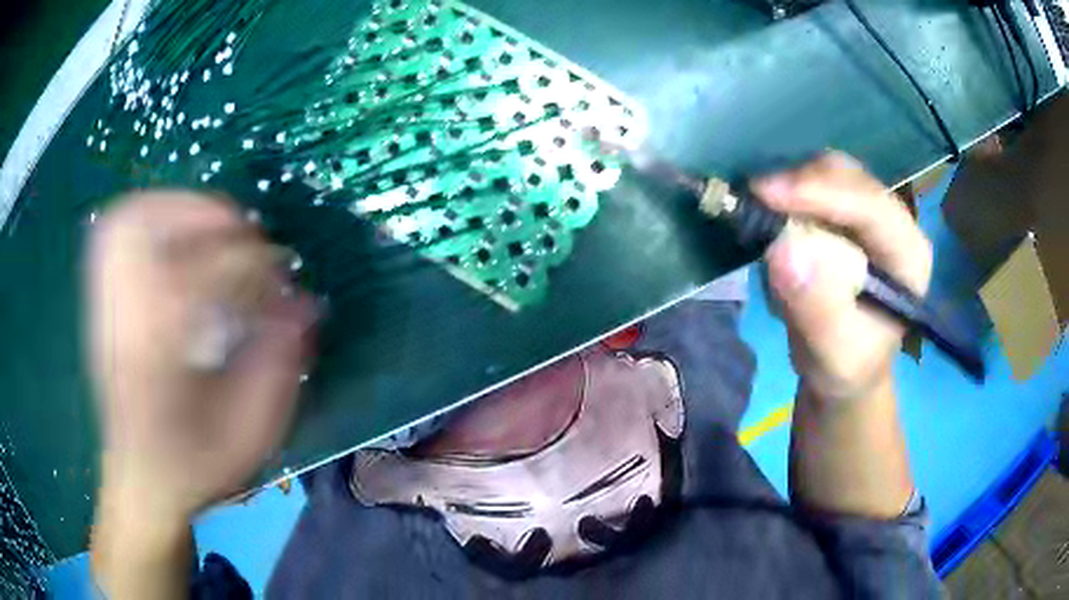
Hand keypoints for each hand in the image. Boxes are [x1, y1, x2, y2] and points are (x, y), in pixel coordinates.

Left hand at [87, 191, 315, 524]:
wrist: (140, 483)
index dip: (251, 265)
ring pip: (126, 221)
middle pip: (147, 225)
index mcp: (159, 356)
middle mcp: (124, 319)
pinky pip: (115, 235)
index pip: (202, 275)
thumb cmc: (194, 466)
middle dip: (203, 215)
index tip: (281, 280)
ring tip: (209, 224)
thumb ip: (279, 366)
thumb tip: (305, 303)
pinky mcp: (104, 302)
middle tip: (241, 233)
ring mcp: (106, 306)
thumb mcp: (249, 434)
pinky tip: (174, 236)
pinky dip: (148, 217)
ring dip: (173, 207)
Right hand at [753, 153, 932, 406]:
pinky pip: (811, 182)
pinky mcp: (842, 209)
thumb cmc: (846, 366)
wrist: (841, 365)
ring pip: (826, 172)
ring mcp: (867, 210)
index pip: (871, 206)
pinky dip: (786, 194)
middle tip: (753, 202)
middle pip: (847, 176)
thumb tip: (782, 249)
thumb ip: (817, 308)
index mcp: (909, 255)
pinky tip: (772, 220)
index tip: (766, 194)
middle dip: (800, 184)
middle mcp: (892, 221)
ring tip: (761, 219)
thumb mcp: (834, 354)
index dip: (821, 192)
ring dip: (789, 187)